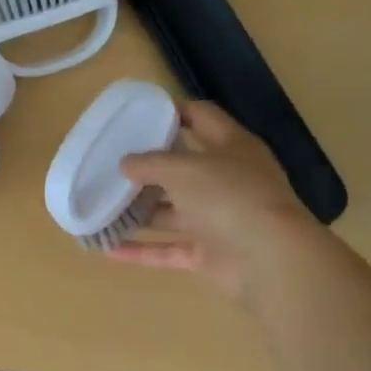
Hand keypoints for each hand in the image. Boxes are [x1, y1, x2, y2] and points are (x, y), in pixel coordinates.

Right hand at [109, 102, 314, 299]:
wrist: (268, 258)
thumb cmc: (228, 196)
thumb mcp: (183, 168)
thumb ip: (150, 163)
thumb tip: (125, 163)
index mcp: (232, 147)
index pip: (202, 117)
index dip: (173, 112)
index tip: (137, 116)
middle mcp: (227, 181)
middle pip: (183, 169)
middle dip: (148, 169)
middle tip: (110, 165)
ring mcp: (218, 220)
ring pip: (172, 213)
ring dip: (139, 212)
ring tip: (102, 206)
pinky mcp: (209, 254)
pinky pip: (168, 250)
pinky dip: (141, 250)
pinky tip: (108, 249)